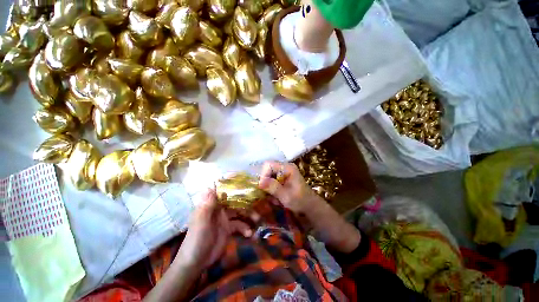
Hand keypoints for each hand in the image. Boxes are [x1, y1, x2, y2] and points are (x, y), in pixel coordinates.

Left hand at [175, 189, 252, 270]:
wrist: (196, 263)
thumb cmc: (197, 240)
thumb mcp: (202, 222)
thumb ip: (207, 205)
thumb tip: (210, 186)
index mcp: (211, 205)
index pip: (223, 192)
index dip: (234, 188)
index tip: (247, 185)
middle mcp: (219, 209)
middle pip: (235, 202)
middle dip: (246, 202)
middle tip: (257, 205)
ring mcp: (225, 219)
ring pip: (239, 212)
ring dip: (248, 215)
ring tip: (257, 220)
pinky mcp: (229, 229)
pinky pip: (240, 225)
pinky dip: (245, 228)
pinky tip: (249, 234)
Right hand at [258, 161, 322, 214]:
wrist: (310, 206)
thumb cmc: (300, 201)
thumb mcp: (286, 196)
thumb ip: (274, 188)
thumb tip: (260, 182)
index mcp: (288, 168)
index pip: (269, 165)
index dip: (263, 175)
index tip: (262, 187)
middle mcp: (285, 166)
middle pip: (268, 169)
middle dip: (265, 181)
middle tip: (267, 193)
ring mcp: (284, 171)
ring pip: (269, 174)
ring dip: (268, 186)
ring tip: (273, 196)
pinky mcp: (283, 176)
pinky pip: (272, 179)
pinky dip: (271, 187)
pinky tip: (276, 196)